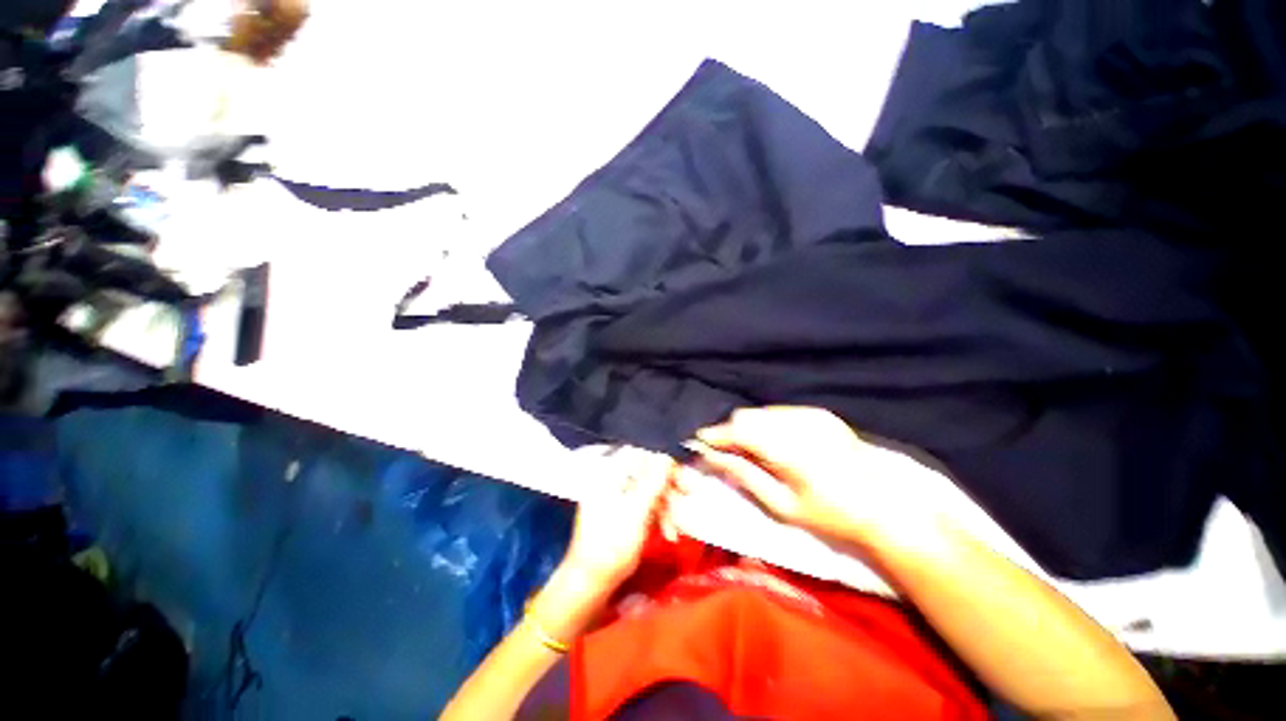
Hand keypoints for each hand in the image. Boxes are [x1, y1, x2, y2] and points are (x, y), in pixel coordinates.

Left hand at [560, 451, 673, 593]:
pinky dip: (659, 516)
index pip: (639, 453)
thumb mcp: (636, 513)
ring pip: (650, 488)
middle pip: (647, 470)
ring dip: (667, 505)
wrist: (591, 581)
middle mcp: (612, 479)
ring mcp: (618, 495)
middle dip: (669, 485)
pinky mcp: (625, 510)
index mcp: (609, 474)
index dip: (661, 459)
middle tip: (688, 493)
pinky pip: (646, 503)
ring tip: (676, 527)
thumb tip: (665, 457)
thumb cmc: (610, 546)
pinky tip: (669, 533)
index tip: (679, 472)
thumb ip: (653, 483)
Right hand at [689, 407, 939, 545]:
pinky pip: (781, 412)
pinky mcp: (820, 413)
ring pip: (762, 412)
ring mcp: (811, 415)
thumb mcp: (783, 505)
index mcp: (788, 449)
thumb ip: (744, 475)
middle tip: (727, 452)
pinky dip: (769, 424)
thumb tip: (713, 457)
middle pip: (748, 416)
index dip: (716, 435)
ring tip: (752, 451)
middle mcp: (797, 423)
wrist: (886, 506)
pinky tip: (776, 445)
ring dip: (750, 427)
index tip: (700, 442)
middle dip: (732, 431)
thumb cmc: (831, 515)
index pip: (738, 430)